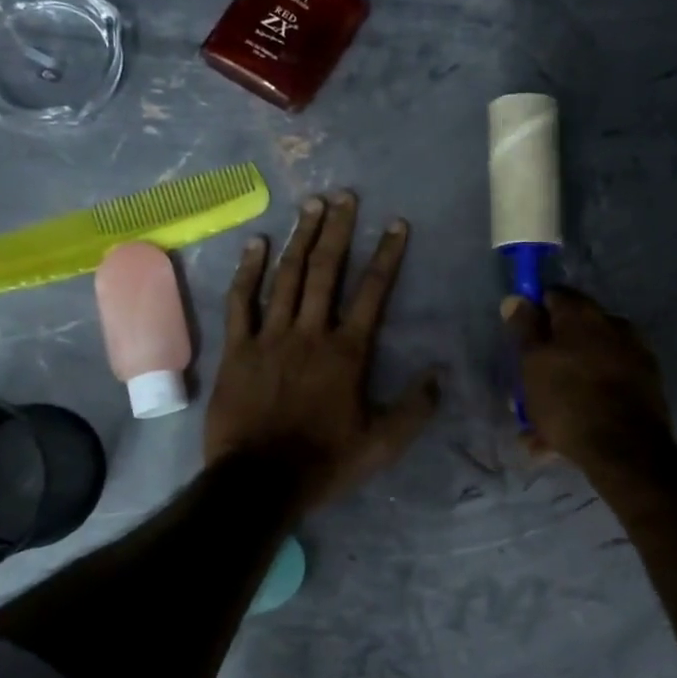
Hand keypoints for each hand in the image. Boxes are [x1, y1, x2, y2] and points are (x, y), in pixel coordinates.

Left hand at [206, 191, 440, 510]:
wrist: (258, 482)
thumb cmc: (325, 462)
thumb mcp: (383, 444)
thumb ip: (415, 408)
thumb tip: (439, 373)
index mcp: (348, 352)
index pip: (373, 292)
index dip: (387, 255)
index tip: (396, 223)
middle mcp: (310, 332)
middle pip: (327, 271)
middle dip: (338, 230)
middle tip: (345, 195)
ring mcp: (270, 336)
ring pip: (287, 276)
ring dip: (301, 238)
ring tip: (311, 204)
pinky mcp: (237, 348)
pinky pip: (241, 301)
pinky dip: (248, 270)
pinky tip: (256, 243)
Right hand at [502, 288, 671, 468]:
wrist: (626, 449)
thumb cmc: (568, 399)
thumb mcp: (532, 362)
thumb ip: (523, 328)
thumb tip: (516, 298)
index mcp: (583, 313)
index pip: (552, 296)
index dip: (533, 314)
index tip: (520, 341)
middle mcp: (614, 324)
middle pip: (572, 333)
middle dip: (549, 357)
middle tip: (528, 388)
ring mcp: (634, 354)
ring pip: (587, 365)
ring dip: (564, 385)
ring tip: (539, 425)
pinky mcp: (646, 385)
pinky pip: (605, 387)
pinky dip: (585, 401)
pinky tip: (562, 436)